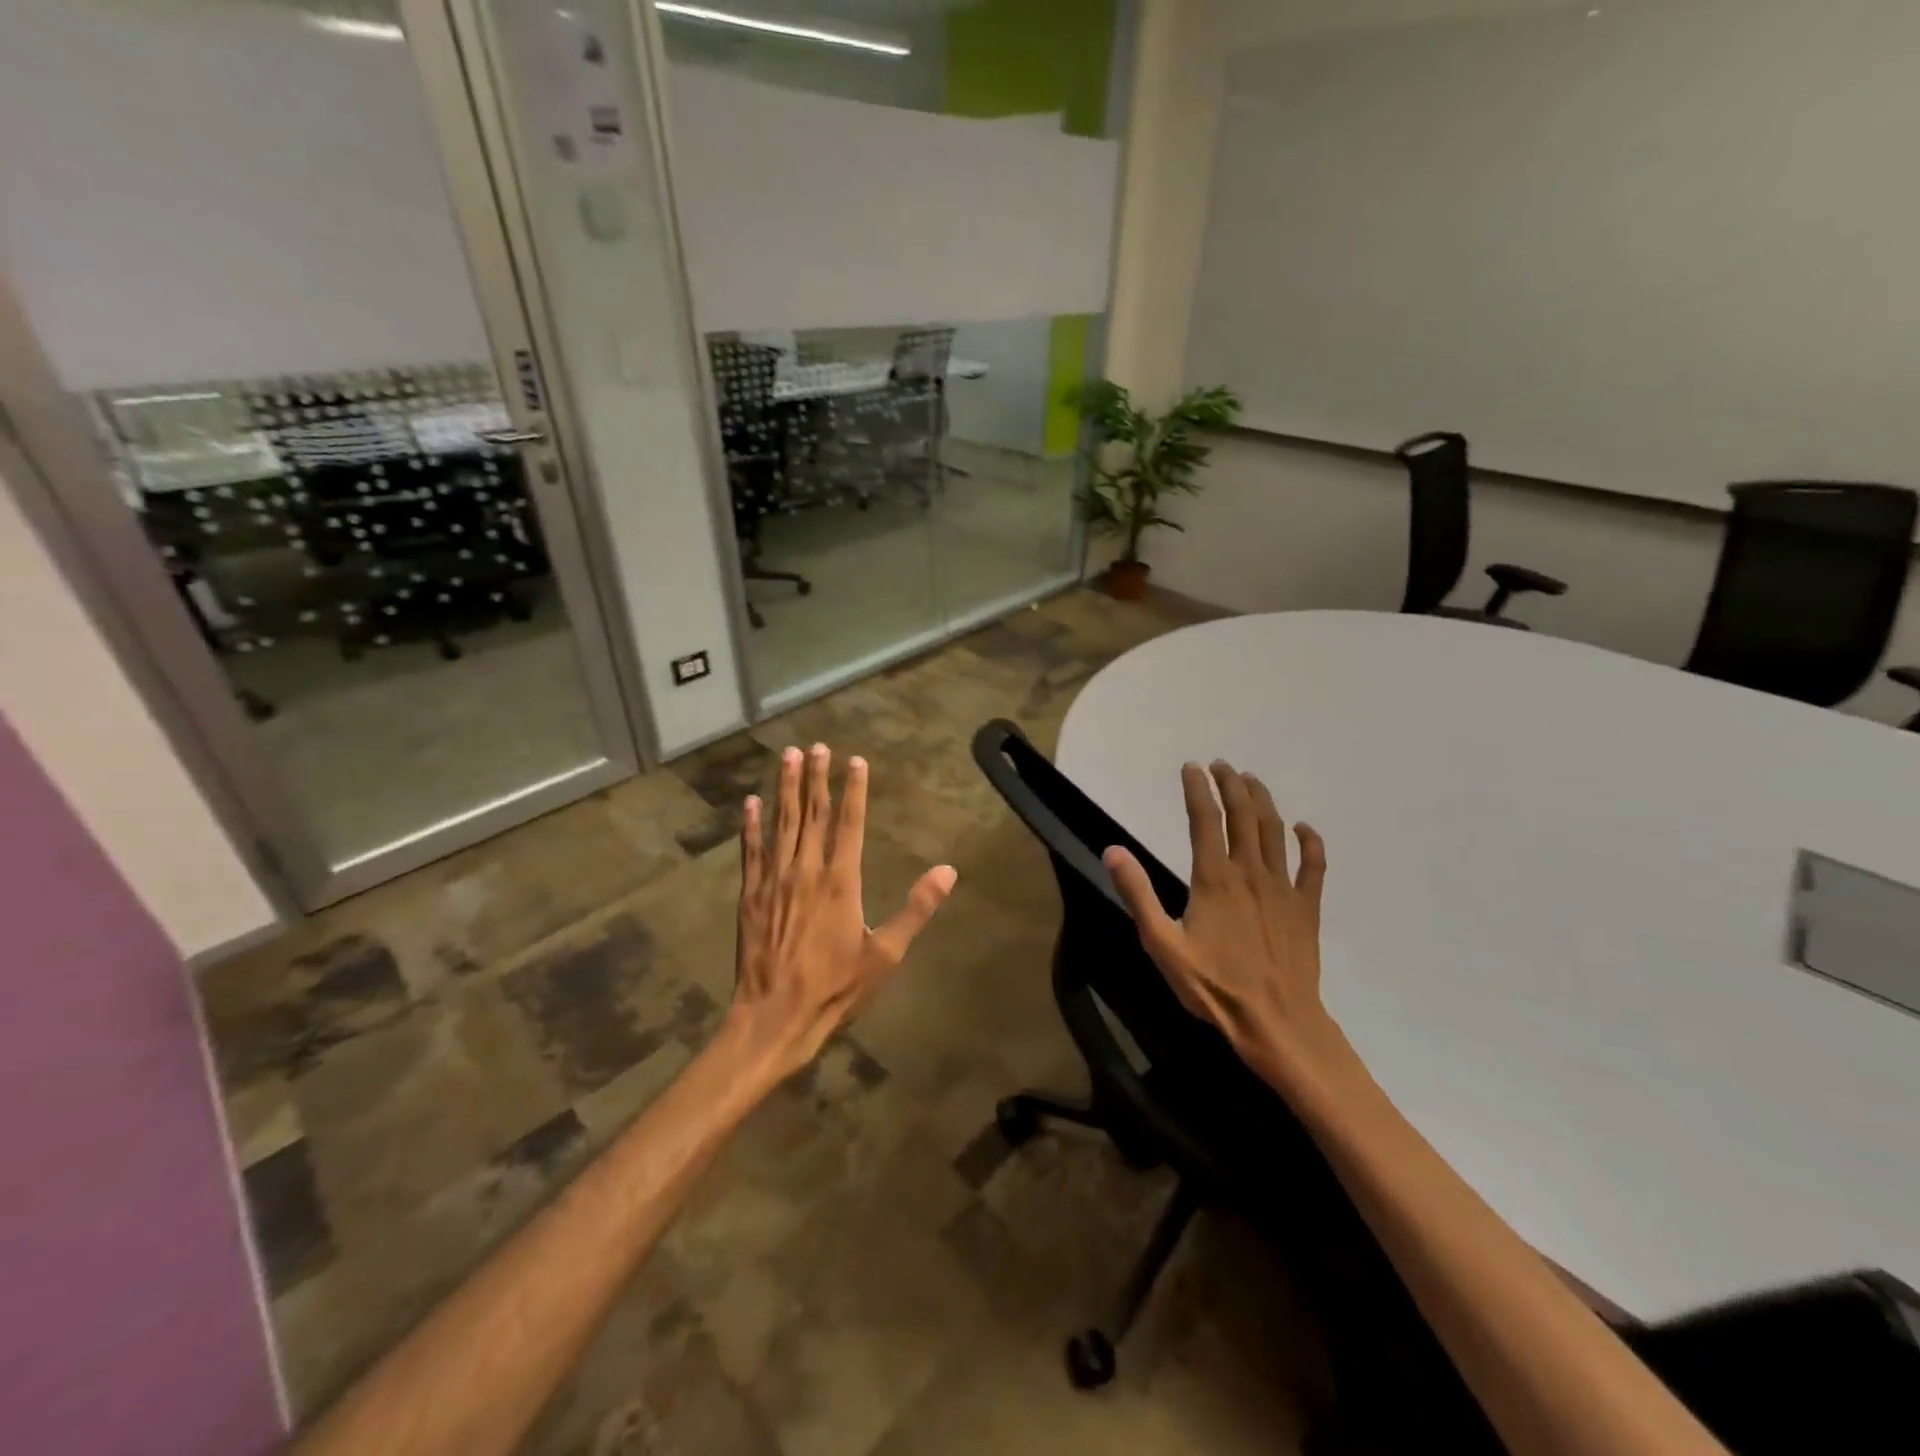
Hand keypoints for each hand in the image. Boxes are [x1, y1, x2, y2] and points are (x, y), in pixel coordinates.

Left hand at [730, 743, 956, 1075]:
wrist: (775, 1016)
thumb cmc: (836, 987)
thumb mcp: (886, 954)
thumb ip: (916, 908)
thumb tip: (948, 871)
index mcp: (841, 881)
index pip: (850, 823)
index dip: (853, 790)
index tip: (854, 761)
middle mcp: (806, 870)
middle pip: (813, 814)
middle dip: (815, 778)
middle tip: (816, 746)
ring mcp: (774, 880)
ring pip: (781, 823)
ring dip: (785, 788)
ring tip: (787, 756)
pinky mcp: (751, 895)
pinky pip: (751, 850)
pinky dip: (751, 825)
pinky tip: (751, 803)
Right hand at [1104, 761, 1346, 1096]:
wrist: (1277, 1023)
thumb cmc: (1214, 986)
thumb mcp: (1162, 944)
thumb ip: (1138, 895)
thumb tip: (1113, 851)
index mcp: (1214, 878)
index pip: (1205, 819)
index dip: (1197, 789)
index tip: (1191, 767)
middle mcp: (1251, 872)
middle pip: (1243, 815)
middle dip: (1231, 784)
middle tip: (1221, 765)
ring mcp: (1284, 888)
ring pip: (1275, 832)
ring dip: (1263, 801)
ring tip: (1251, 780)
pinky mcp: (1307, 908)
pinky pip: (1314, 867)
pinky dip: (1310, 843)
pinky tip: (1304, 828)